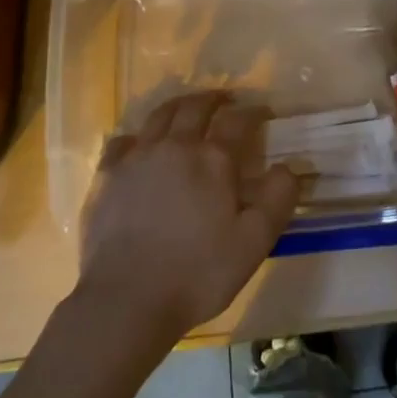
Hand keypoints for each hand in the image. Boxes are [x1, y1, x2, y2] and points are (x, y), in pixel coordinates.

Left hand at [78, 92, 298, 340]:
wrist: (126, 299)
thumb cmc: (198, 273)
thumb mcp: (254, 243)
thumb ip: (278, 199)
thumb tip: (289, 166)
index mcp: (213, 159)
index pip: (238, 120)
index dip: (253, 111)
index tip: (263, 112)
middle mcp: (175, 145)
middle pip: (195, 106)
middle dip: (214, 98)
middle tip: (225, 100)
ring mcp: (137, 157)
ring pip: (159, 115)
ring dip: (179, 106)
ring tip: (187, 110)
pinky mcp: (107, 176)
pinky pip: (123, 141)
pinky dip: (138, 136)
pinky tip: (141, 145)